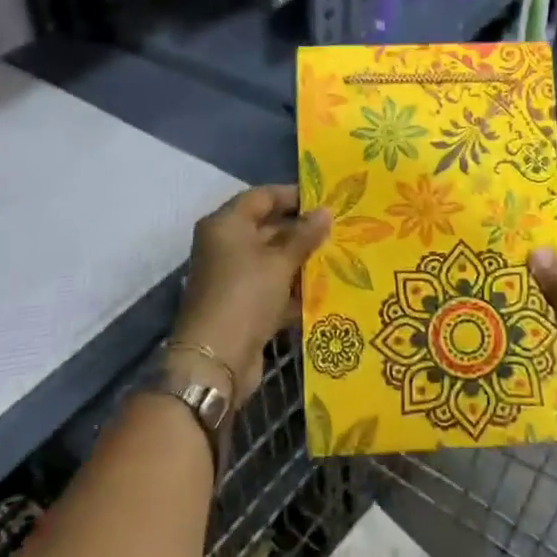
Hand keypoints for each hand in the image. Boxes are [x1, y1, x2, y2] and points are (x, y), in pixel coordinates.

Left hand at [174, 186, 329, 408]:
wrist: (216, 360)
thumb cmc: (246, 295)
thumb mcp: (280, 261)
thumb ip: (304, 235)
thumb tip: (326, 211)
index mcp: (226, 225)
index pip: (262, 197)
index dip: (293, 196)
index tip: (326, 200)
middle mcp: (226, 246)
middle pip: (268, 228)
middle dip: (302, 231)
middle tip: (339, 230)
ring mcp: (233, 277)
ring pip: (272, 260)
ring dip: (302, 261)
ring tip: (340, 258)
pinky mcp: (242, 305)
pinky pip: (272, 288)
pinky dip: (294, 289)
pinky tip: (326, 290)